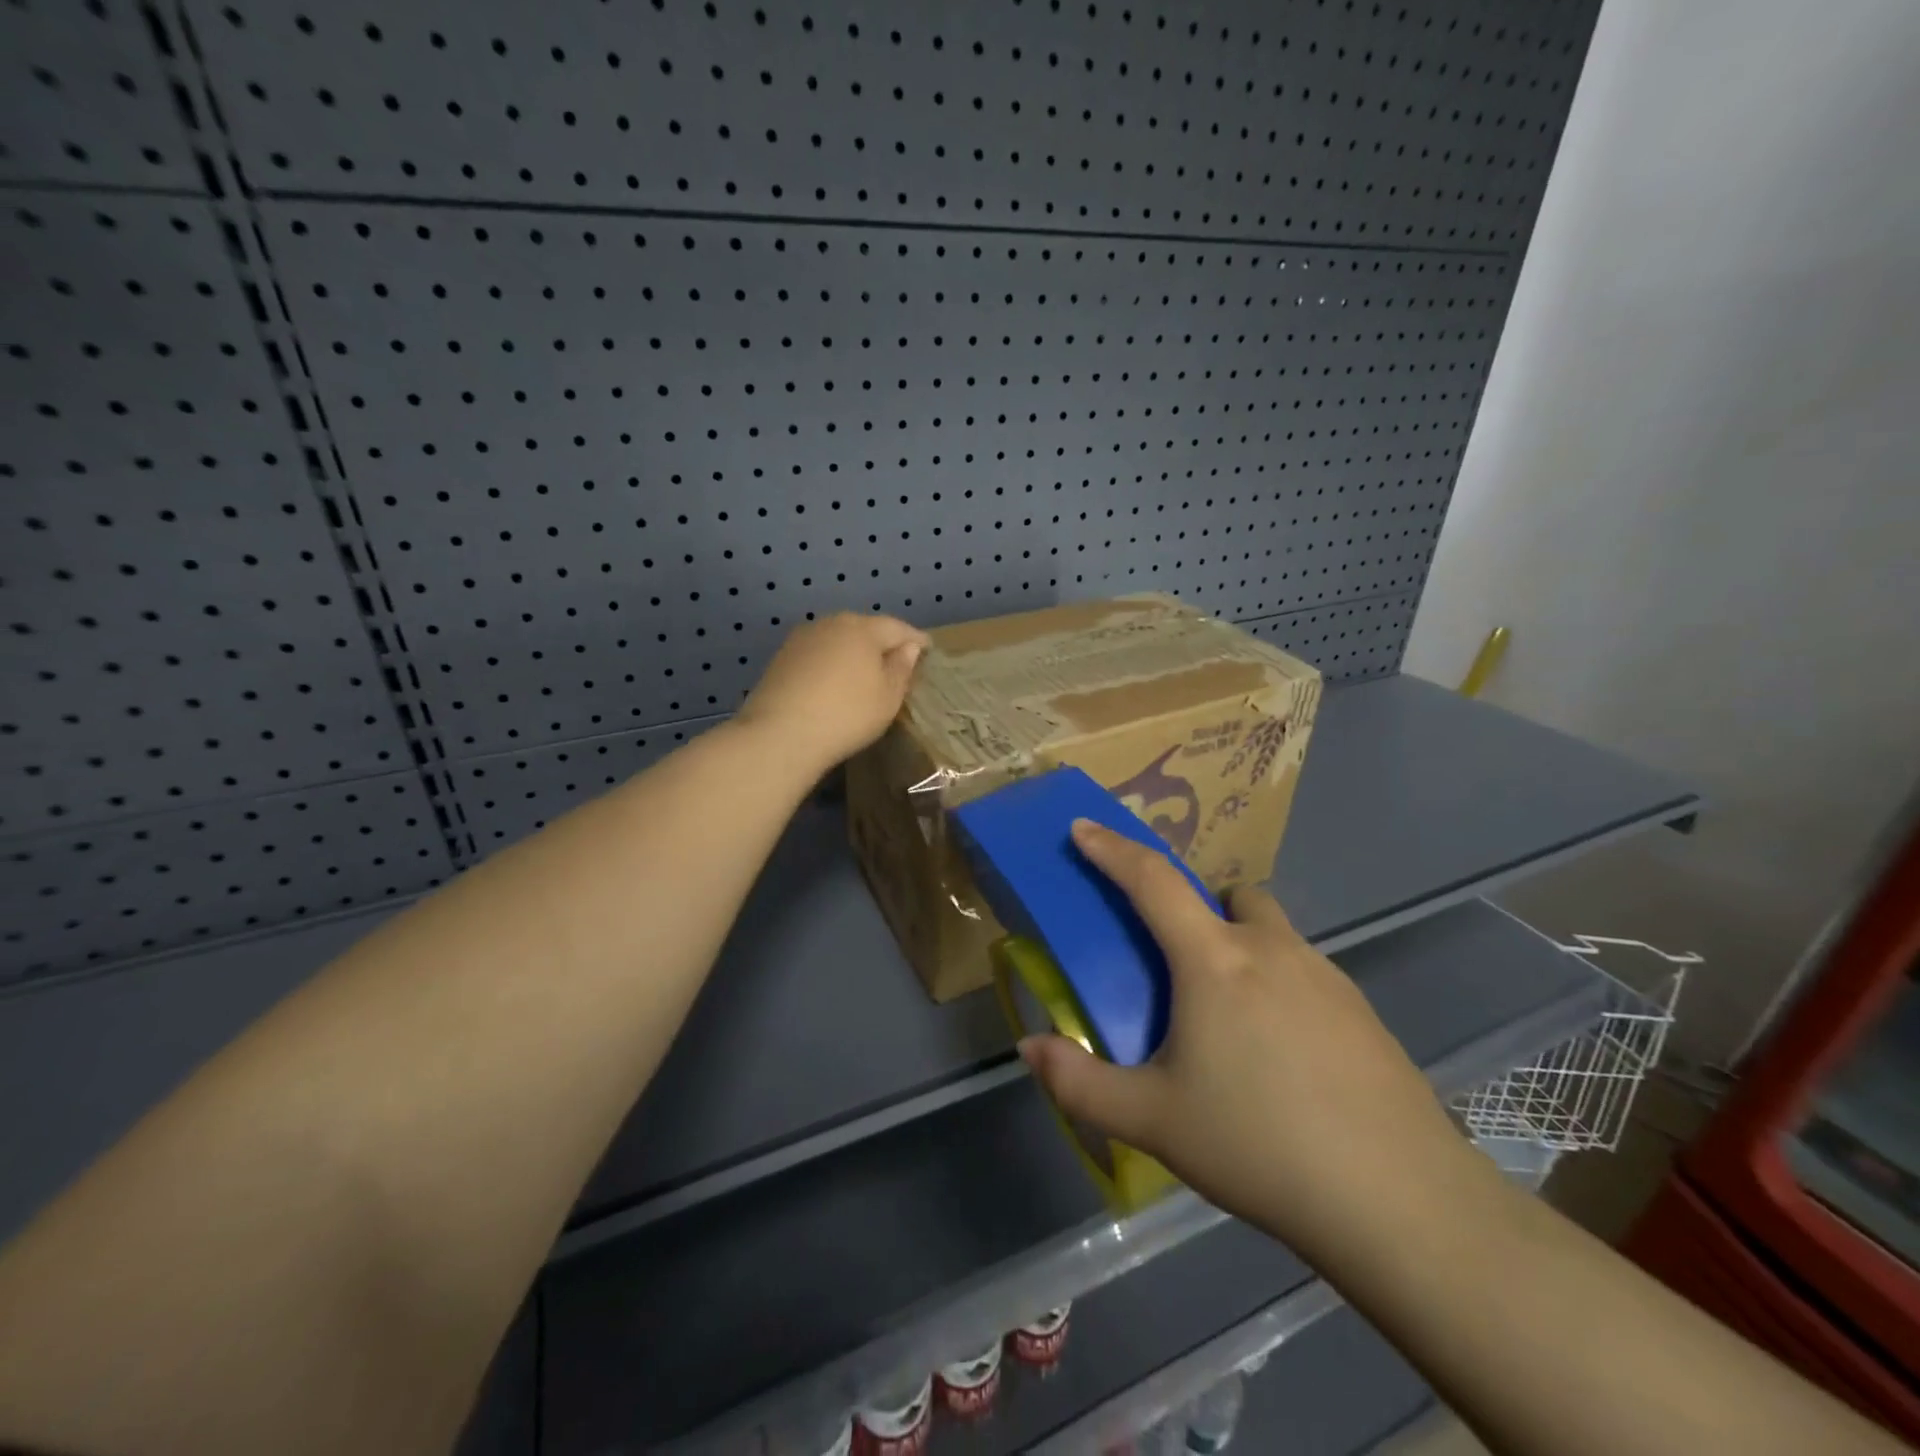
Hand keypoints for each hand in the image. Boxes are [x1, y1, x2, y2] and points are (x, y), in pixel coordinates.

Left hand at [738, 613, 929, 775]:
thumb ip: (901, 668)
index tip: (928, 650)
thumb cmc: (847, 714)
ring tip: (865, 673)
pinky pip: (818, 654)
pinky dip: (831, 663)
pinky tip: (834, 682)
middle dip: (882, 643)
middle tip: (897, 663)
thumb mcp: (888, 697)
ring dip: (854, 652)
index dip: (916, 640)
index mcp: (863, 628)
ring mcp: (802, 638)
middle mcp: (832, 623)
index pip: (898, 628)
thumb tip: (908, 646)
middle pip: (865, 628)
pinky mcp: (782, 657)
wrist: (780, 734)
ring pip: (838, 639)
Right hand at [1019, 820, 1485, 1262]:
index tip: (1082, 828)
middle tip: (1177, 964)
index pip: (1152, 880)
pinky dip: (1279, 985)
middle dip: (1196, 907)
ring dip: (1240, 947)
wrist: (1400, 1201)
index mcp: (1213, 960)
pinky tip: (1283, 1056)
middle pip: (1227, 895)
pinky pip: (1305, 971)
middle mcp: (1270, 948)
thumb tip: (1030, 1048)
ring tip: (1230, 1021)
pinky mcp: (1362, 1010)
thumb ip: (1080, 1083)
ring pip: (1271, 931)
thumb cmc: (1260, 1145)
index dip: (1111, 849)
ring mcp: (1325, 975)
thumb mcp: (1153, 1120)